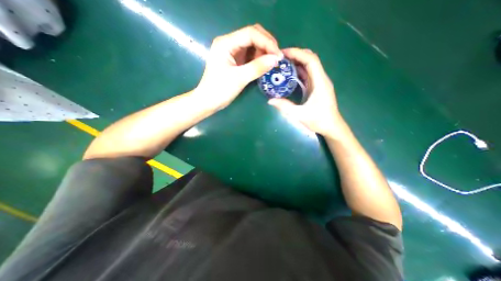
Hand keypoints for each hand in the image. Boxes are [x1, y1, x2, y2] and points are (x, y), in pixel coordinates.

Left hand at [195, 25, 281, 109]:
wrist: (209, 101)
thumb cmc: (220, 90)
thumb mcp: (239, 78)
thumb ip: (257, 68)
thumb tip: (276, 59)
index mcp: (226, 43)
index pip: (250, 34)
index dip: (267, 42)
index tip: (278, 55)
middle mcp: (229, 43)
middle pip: (253, 35)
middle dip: (267, 45)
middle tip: (277, 58)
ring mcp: (232, 52)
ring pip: (253, 45)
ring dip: (264, 52)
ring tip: (272, 62)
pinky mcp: (235, 60)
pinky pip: (250, 55)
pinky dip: (259, 59)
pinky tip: (265, 65)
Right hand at [268, 48, 347, 139]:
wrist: (332, 127)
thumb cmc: (319, 120)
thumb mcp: (300, 115)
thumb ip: (285, 106)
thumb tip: (270, 100)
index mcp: (320, 82)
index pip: (311, 60)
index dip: (297, 53)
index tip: (283, 53)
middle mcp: (321, 79)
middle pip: (310, 59)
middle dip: (296, 55)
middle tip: (280, 58)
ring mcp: (319, 82)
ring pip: (309, 66)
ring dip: (296, 63)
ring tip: (282, 64)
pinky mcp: (316, 87)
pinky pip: (307, 75)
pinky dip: (298, 72)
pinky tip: (288, 74)